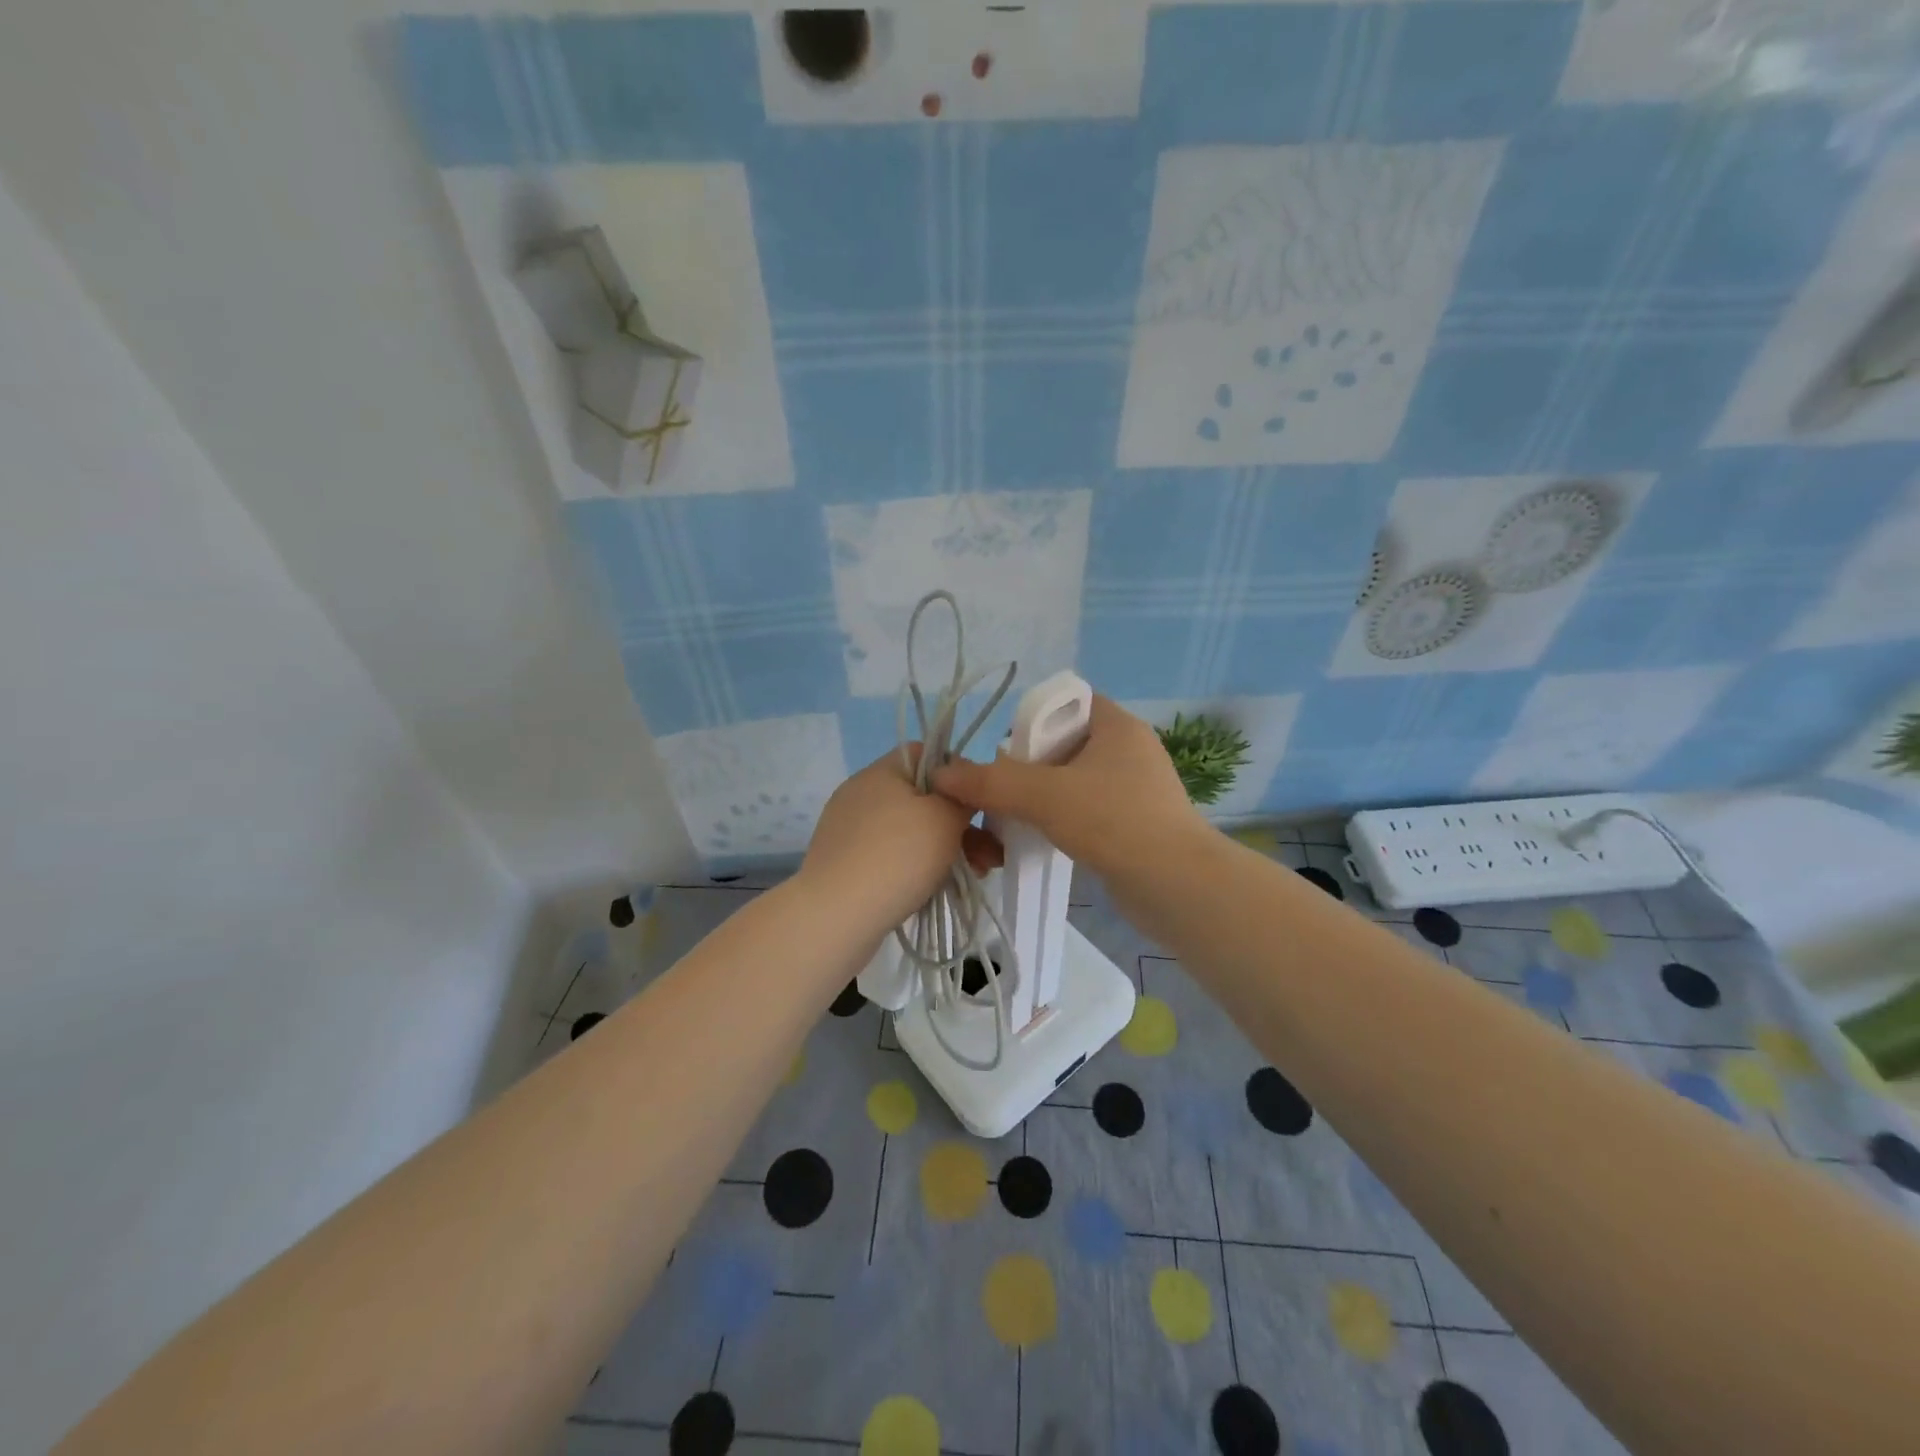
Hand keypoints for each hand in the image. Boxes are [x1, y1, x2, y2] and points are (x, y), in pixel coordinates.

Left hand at [802, 747, 1000, 931]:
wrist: (836, 916)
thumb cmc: (898, 856)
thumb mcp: (945, 818)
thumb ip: (962, 797)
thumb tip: (961, 793)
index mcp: (881, 772)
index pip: (924, 754)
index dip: (957, 773)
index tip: (979, 802)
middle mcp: (861, 794)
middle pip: (922, 797)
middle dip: (960, 823)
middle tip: (990, 852)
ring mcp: (850, 831)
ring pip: (910, 832)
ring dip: (946, 849)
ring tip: (977, 875)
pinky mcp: (846, 864)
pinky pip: (892, 857)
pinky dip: (918, 868)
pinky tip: (940, 889)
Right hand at [930, 695, 1203, 876]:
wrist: (1178, 886)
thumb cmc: (1113, 821)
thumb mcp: (1044, 795)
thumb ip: (990, 782)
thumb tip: (941, 774)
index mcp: (1116, 725)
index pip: (1066, 702)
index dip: (1031, 719)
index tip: (1005, 751)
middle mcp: (1128, 750)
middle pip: (1062, 745)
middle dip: (1027, 768)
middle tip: (1002, 792)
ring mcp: (1134, 789)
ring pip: (1071, 782)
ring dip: (1039, 800)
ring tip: (1012, 821)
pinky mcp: (1134, 824)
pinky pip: (1085, 811)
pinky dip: (1059, 822)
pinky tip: (1039, 841)